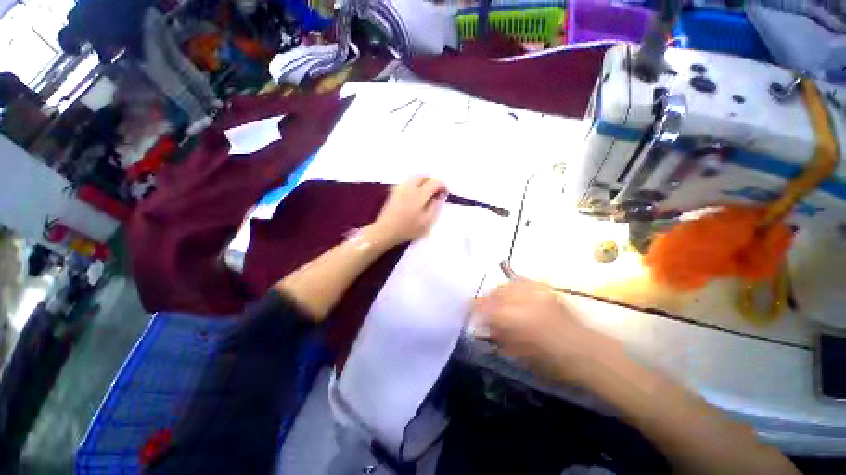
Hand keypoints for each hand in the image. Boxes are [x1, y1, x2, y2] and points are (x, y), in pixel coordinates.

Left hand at [368, 177, 446, 246]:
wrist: (385, 230)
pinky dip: (415, 184)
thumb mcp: (427, 221)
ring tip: (427, 194)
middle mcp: (410, 186)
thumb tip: (440, 196)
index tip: (445, 194)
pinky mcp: (394, 191)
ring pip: (415, 177)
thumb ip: (435, 206)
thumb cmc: (408, 228)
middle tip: (436, 193)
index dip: (442, 186)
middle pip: (424, 176)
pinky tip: (415, 196)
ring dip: (423, 182)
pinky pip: (408, 182)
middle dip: (432, 181)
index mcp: (420, 194)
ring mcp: (400, 187)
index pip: (435, 182)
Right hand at [473, 280, 622, 384]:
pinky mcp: (546, 290)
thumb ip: (499, 336)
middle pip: (495, 293)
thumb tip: (483, 326)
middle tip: (483, 309)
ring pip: (508, 285)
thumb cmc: (553, 361)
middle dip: (485, 300)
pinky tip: (513, 292)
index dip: (474, 308)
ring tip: (498, 301)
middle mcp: (524, 301)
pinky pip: (523, 282)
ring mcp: (537, 293)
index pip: (486, 308)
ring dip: (498, 293)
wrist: (587, 353)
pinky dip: (514, 286)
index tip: (468, 310)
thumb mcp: (520, 352)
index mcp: (516, 320)